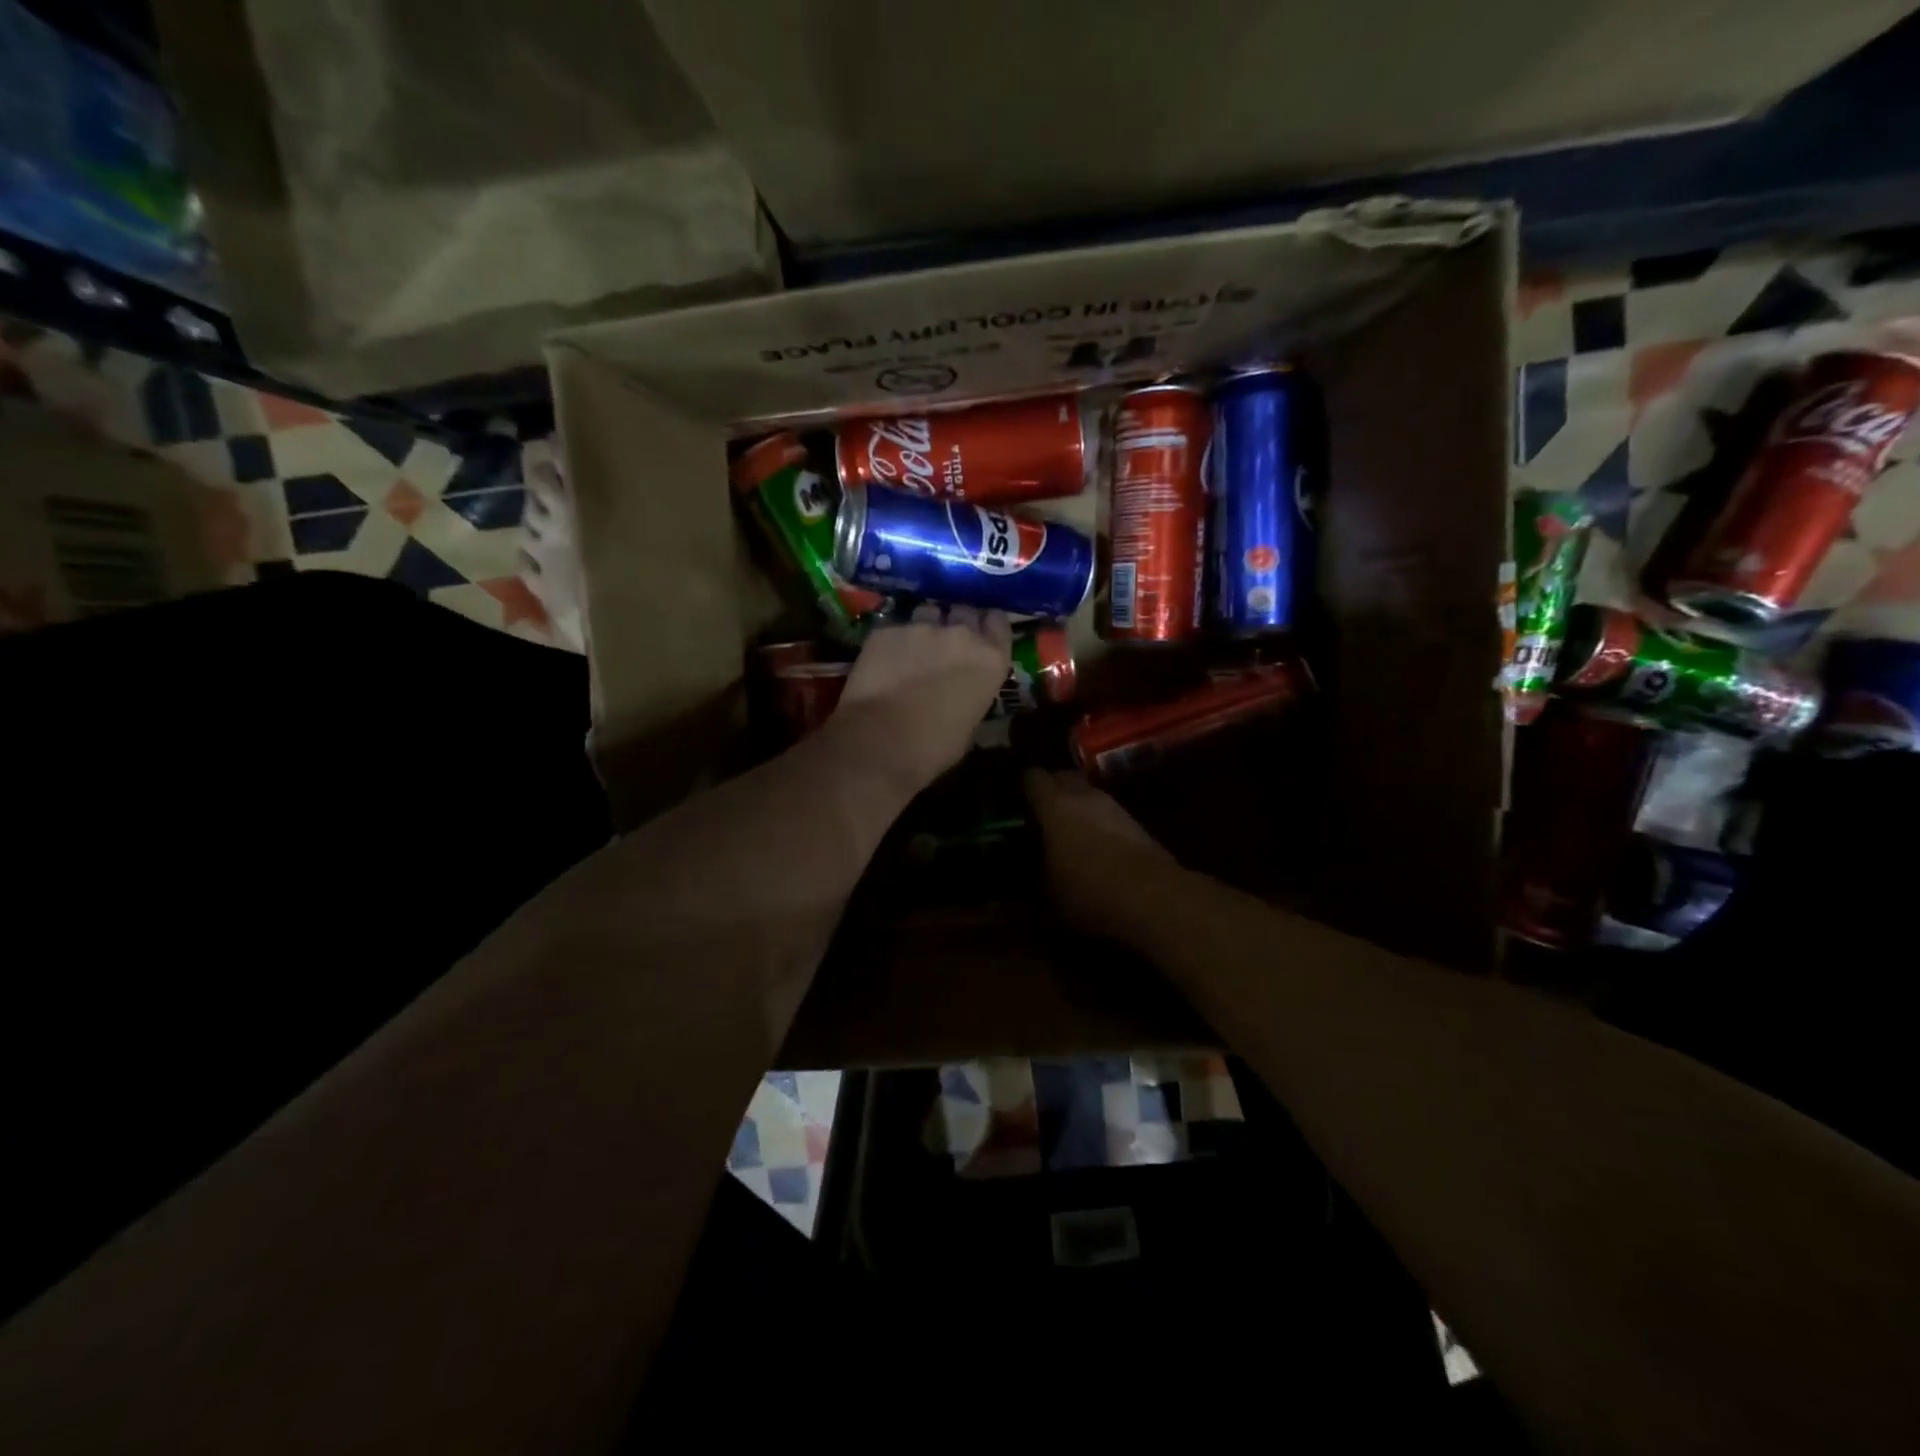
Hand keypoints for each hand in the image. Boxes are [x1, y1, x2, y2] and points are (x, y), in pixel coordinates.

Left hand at [830, 605, 1011, 792]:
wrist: (881, 743)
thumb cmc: (934, 747)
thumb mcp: (970, 722)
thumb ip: (972, 691)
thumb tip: (962, 690)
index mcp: (990, 659)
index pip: (998, 620)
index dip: (987, 626)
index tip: (981, 634)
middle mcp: (961, 633)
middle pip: (964, 609)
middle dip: (957, 620)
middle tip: (947, 641)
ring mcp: (921, 626)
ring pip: (927, 611)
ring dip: (925, 626)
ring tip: (914, 647)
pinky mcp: (886, 629)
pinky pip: (895, 626)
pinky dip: (893, 639)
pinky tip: (884, 659)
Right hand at [1023, 769, 1177, 931]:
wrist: (1153, 897)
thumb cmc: (1089, 891)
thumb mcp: (1048, 892)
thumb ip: (1032, 873)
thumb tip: (1023, 870)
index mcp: (1054, 804)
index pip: (1031, 776)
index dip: (1020, 785)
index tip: (1012, 799)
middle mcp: (1083, 795)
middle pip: (1062, 776)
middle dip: (1050, 789)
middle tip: (1038, 812)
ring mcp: (1112, 805)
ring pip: (1086, 793)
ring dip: (1075, 805)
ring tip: (1065, 830)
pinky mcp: (1134, 821)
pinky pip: (1105, 811)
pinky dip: (1095, 820)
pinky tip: (1092, 844)